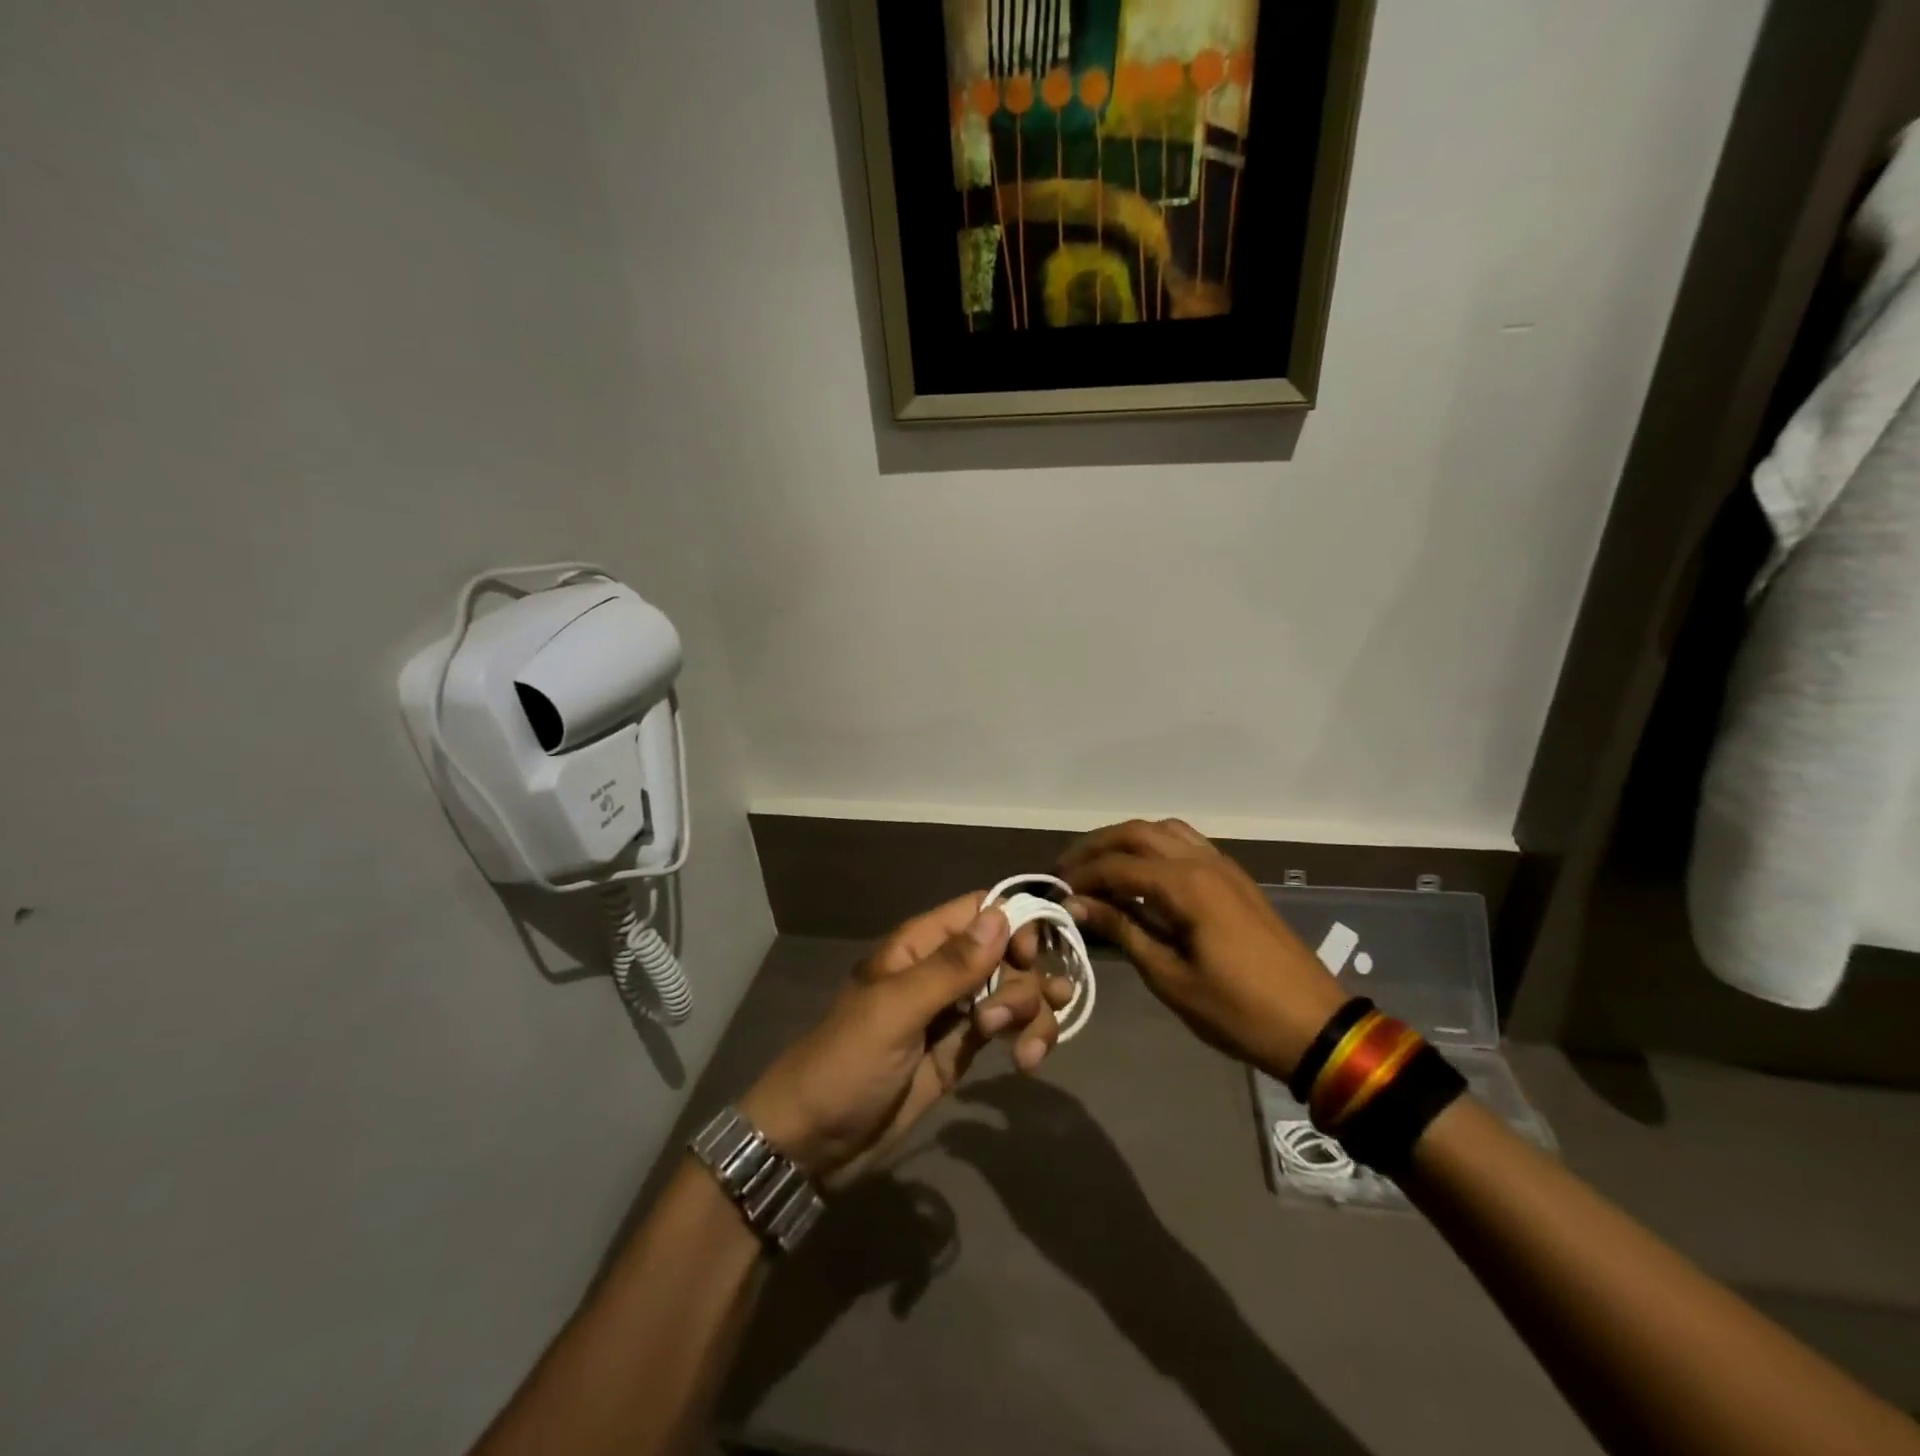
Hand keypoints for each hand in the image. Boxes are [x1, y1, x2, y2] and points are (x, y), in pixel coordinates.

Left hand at [740, 894, 1073, 1186]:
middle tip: (1000, 1023)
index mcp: (920, 947)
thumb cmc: (846, 1065)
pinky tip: (1027, 1062)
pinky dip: (1027, 1037)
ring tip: (1029, 1053)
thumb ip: (950, 968)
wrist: (812, 1142)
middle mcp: (942, 971)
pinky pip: (1007, 1029)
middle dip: (1023, 984)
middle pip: (1007, 953)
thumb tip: (1002, 916)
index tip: (1028, 959)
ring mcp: (954, 1012)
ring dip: (1033, 1014)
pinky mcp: (961, 1051)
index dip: (1014, 924)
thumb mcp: (895, 1012)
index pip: (981, 910)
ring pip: (1014, 991)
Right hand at [1058, 819, 1349, 1081]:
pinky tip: (1142, 874)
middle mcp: (1203, 862)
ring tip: (1100, 866)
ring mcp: (1224, 866)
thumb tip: (1079, 905)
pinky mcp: (1236, 879)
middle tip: (1067, 870)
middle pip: (1138, 832)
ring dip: (1127, 840)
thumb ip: (1124, 931)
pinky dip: (1155, 846)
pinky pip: (1186, 843)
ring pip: (1164, 830)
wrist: (1314, 1026)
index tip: (1056, 892)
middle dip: (1097, 846)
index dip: (1082, 876)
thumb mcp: (1171, 978)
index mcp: (1186, 885)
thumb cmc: (1237, 1010)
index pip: (1118, 865)